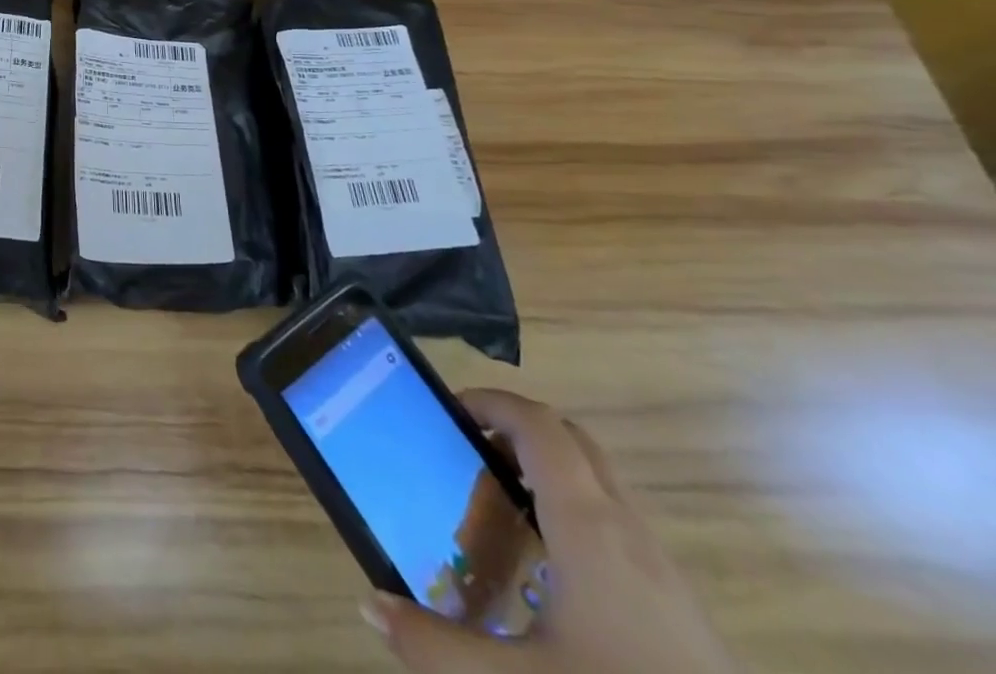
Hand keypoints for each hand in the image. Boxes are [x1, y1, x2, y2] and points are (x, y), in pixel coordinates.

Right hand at [365, 390, 738, 673]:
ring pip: (598, 483)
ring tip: (498, 510)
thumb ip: (436, 646)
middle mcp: (627, 531)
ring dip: (545, 473)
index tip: (448, 411)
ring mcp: (661, 569)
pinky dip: (573, 515)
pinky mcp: (679, 608)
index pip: (539, 425)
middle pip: (571, 441)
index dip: (492, 402)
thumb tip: (370, 606)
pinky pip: (616, 526)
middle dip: (516, 430)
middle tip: (467, 454)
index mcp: (588, 526)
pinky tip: (548, 575)